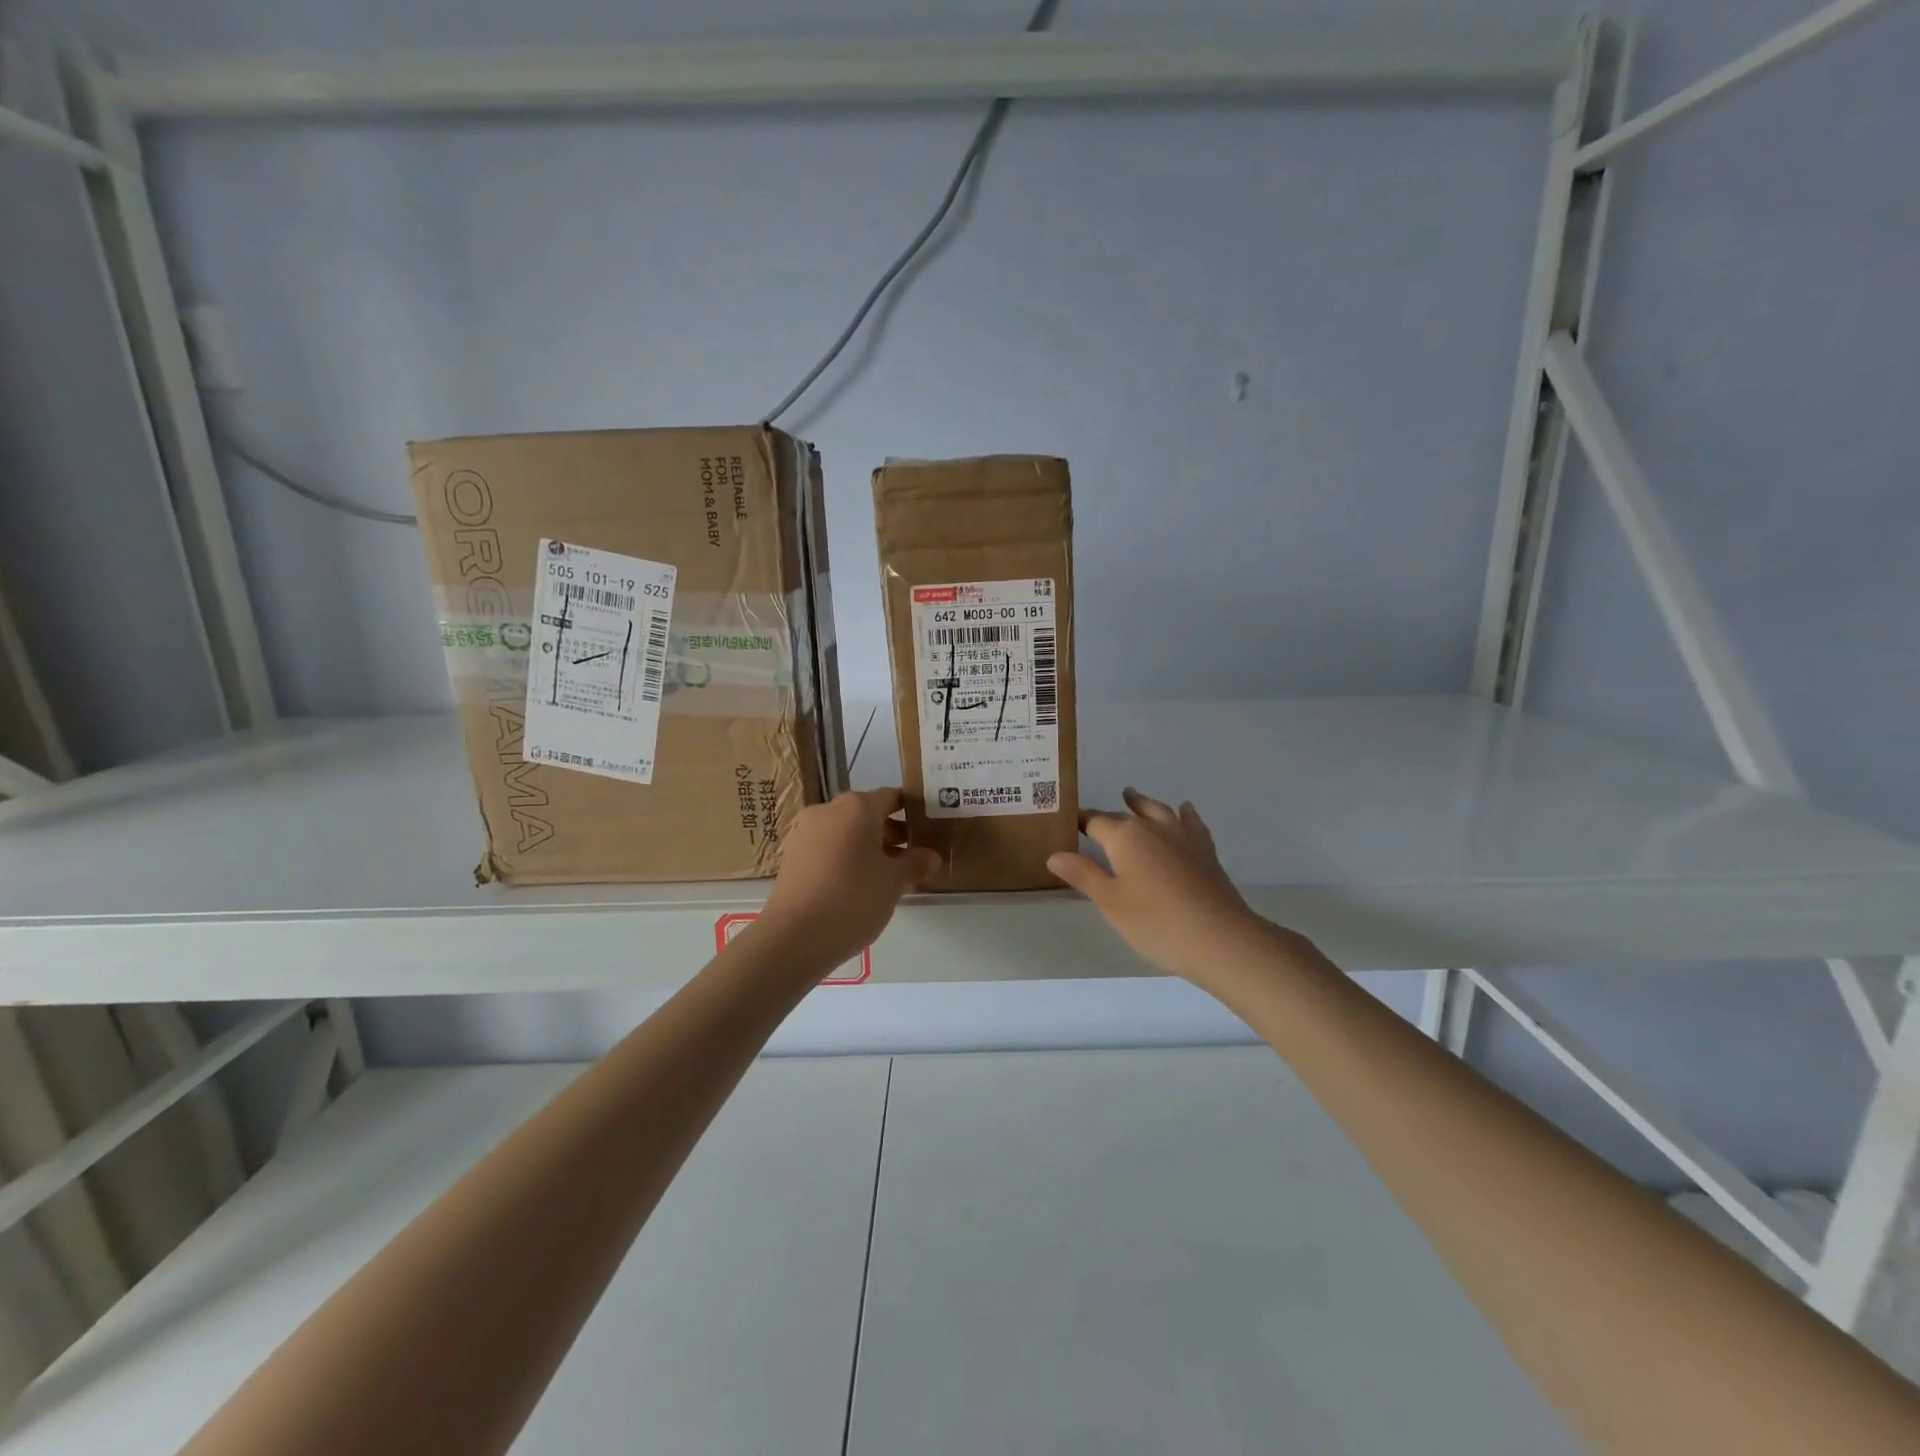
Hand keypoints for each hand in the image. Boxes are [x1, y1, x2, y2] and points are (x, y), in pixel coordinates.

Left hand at [753, 788, 940, 973]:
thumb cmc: (853, 898)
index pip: (893, 797)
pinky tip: (857, 886)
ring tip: (887, 877)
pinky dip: (845, 858)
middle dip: (891, 833)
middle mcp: (829, 810)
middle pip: (868, 813)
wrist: (794, 936)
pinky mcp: (792, 856)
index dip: (913, 811)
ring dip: (868, 848)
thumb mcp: (894, 882)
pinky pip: (828, 848)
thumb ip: (915, 864)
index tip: (928, 830)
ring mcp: (805, 832)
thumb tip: (931, 856)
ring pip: (846, 832)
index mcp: (858, 806)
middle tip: (912, 859)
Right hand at [1048, 788, 1278, 985]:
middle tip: (1092, 819)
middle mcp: (1153, 827)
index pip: (1095, 822)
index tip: (1067, 822)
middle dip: (1107, 816)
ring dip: (1141, 803)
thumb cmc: (1157, 923)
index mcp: (1125, 837)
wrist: (1221, 938)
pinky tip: (1183, 810)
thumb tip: (1054, 854)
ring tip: (1131, 795)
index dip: (1080, 822)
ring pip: (1157, 810)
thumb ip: (1083, 874)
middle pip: (1124, 815)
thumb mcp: (1111, 902)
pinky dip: (1183, 813)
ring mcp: (1183, 836)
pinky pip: (1190, 821)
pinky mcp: (1205, 849)